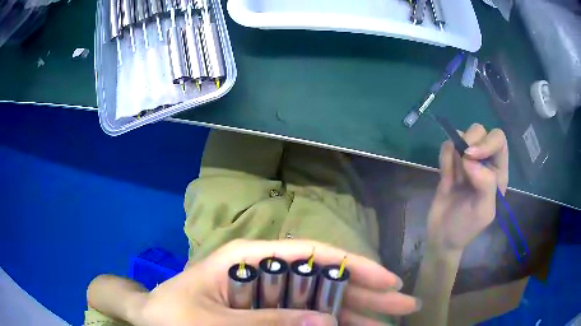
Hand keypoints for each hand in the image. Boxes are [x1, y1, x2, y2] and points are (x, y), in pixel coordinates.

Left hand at [124, 239, 419, 325]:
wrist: (152, 316)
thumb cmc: (174, 311)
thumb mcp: (215, 321)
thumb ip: (267, 323)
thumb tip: (325, 324)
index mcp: (251, 257)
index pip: (315, 254)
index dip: (356, 267)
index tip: (389, 283)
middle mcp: (267, 270)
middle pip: (326, 278)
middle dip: (367, 293)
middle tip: (404, 305)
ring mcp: (268, 290)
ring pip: (321, 299)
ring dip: (355, 313)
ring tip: (386, 323)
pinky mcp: (266, 308)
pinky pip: (305, 315)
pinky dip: (330, 324)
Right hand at [428, 123, 508, 251]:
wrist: (442, 236)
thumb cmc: (466, 227)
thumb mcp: (483, 212)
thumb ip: (486, 184)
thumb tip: (469, 159)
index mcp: (498, 173)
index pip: (499, 141)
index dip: (487, 142)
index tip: (470, 155)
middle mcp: (484, 162)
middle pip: (481, 131)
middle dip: (470, 140)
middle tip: (461, 159)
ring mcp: (466, 162)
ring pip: (462, 134)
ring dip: (455, 151)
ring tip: (452, 175)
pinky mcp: (450, 164)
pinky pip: (446, 147)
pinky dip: (444, 157)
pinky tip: (446, 176)